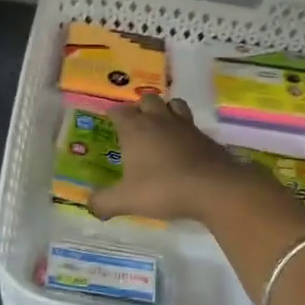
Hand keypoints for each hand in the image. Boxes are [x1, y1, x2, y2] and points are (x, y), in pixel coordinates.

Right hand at [87, 95, 251, 223]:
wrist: (214, 188)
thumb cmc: (163, 189)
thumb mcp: (127, 200)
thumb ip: (105, 202)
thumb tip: (90, 205)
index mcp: (136, 129)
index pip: (120, 112)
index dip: (113, 114)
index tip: (109, 119)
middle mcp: (159, 120)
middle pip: (148, 99)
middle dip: (140, 107)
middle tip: (135, 124)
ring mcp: (185, 126)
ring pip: (173, 104)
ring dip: (165, 110)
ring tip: (161, 126)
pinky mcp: (205, 137)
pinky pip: (191, 123)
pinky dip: (184, 129)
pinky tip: (183, 146)